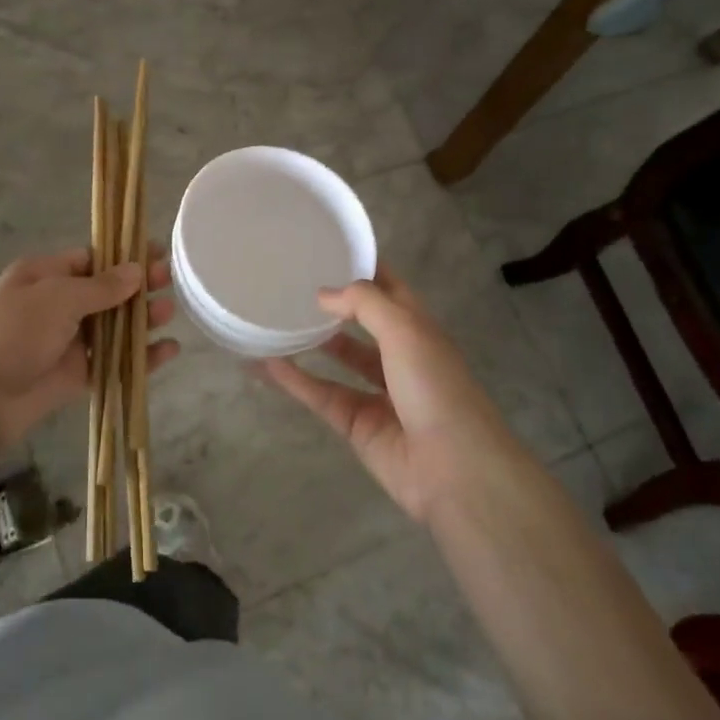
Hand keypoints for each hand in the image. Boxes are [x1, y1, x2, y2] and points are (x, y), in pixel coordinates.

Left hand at [0, 247, 178, 447]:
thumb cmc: (12, 331)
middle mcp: (56, 306)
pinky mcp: (76, 376)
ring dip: (141, 320)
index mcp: (44, 276)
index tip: (157, 255)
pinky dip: (140, 358)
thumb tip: (136, 270)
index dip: (123, 257)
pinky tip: (168, 351)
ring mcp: (67, 343)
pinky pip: (114, 363)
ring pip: (113, 328)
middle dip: (137, 287)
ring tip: (169, 312)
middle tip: (170, 281)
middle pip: (106, 293)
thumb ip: (101, 287)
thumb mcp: (57, 297)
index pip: (90, 260)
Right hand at [260, 268, 519, 522]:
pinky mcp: (357, 425)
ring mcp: (378, 394)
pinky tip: (265, 364)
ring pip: (339, 361)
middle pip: (362, 324)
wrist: (454, 469)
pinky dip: (295, 381)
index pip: (389, 289)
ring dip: (311, 343)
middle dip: (334, 307)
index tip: (327, 249)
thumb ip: (364, 304)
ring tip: (275, 321)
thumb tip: (323, 294)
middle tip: (292, 284)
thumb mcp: (405, 330)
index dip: (364, 268)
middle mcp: (400, 357)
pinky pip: (321, 395)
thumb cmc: (435, 387)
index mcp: (419, 329)